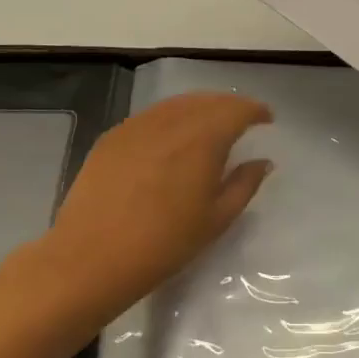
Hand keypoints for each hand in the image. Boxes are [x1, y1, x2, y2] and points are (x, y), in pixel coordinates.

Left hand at [45, 93, 273, 304]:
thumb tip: (262, 161)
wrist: (92, 257)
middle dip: (229, 106)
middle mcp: (172, 121)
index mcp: (203, 138)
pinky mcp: (113, 136)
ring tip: (209, 125)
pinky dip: (170, 118)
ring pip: (177, 104)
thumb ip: (244, 184)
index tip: (267, 119)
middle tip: (242, 120)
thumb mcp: (216, 220)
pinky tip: (171, 138)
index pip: (237, 110)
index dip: (255, 111)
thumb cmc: (164, 244)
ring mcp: (138, 125)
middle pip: (208, 100)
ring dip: (200, 108)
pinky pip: (151, 116)